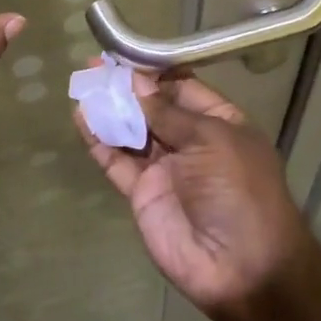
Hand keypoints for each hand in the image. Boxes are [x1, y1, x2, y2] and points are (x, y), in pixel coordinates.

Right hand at [75, 73, 320, 319]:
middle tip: (94, 64)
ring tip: (82, 84)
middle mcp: (191, 142)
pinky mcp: (142, 194)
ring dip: (108, 109)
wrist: (240, 266)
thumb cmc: (238, 190)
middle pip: (153, 108)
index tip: (126, 54)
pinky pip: (116, 161)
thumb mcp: (212, 139)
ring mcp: (165, 169)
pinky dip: (99, 141)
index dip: (155, 72)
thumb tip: (137, 84)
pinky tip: (81, 118)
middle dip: (126, 87)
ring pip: (131, 132)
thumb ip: (169, 113)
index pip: (184, 88)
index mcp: (220, 124)